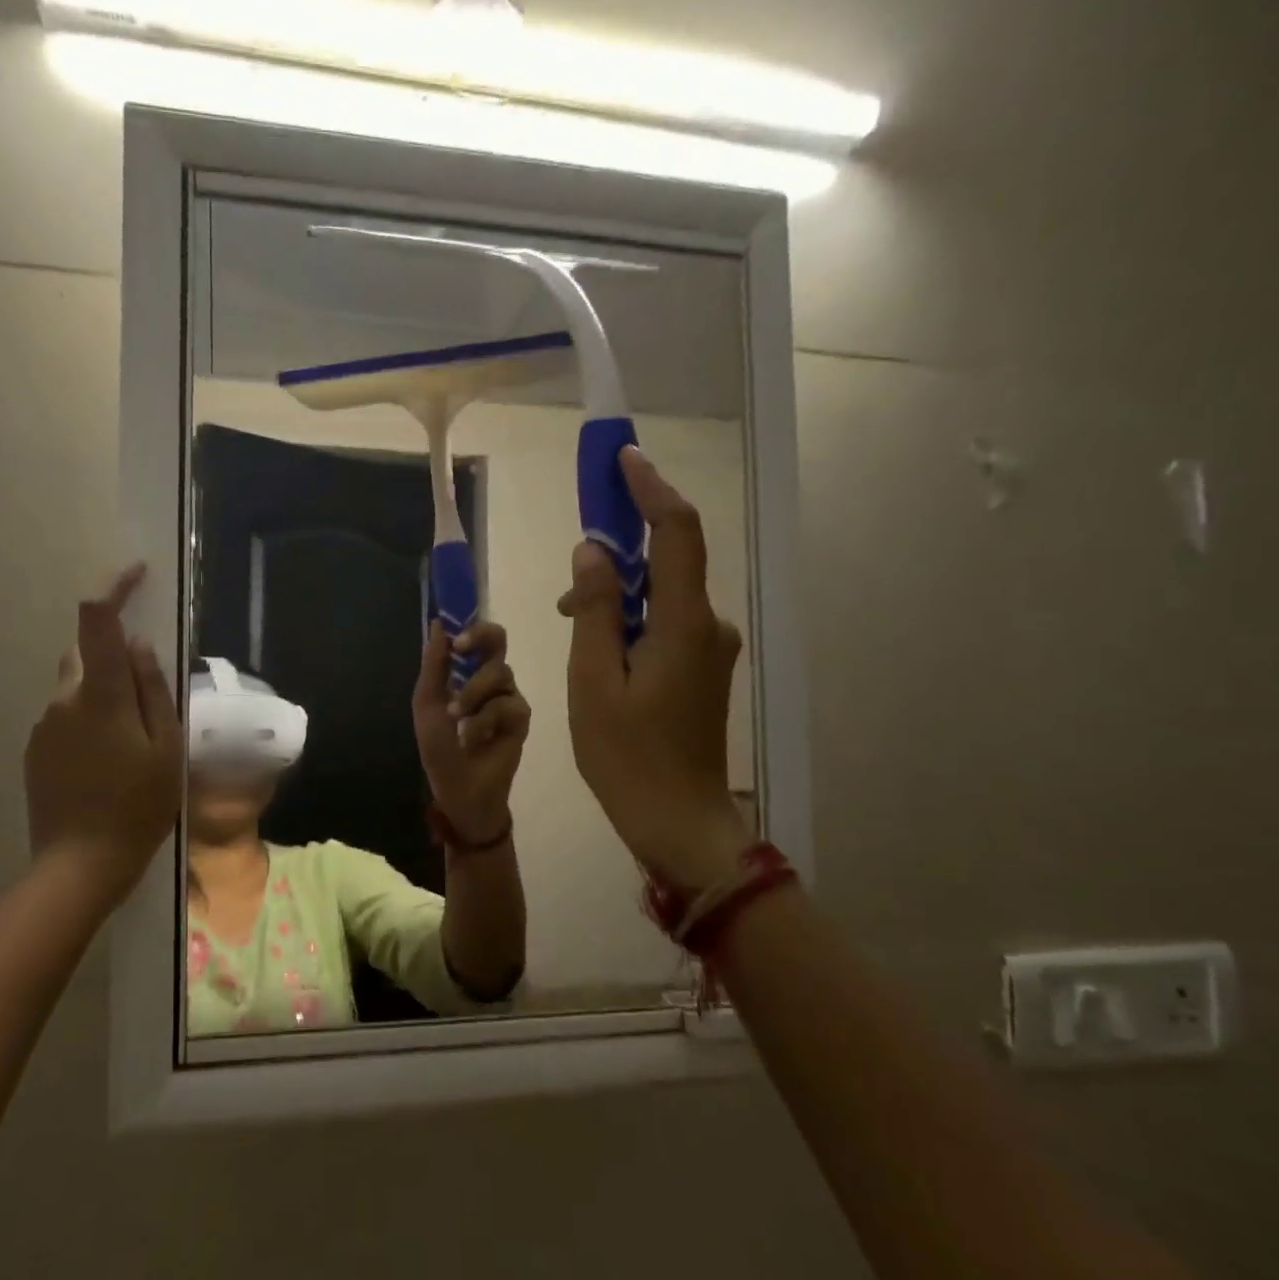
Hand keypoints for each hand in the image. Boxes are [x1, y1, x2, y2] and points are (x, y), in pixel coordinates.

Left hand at [25, 564, 182, 911]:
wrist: (80, 864)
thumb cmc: (138, 806)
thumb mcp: (165, 748)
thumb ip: (153, 690)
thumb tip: (140, 645)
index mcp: (100, 695)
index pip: (97, 621)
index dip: (114, 588)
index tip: (136, 573)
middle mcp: (63, 700)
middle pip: (87, 656)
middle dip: (117, 660)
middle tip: (150, 701)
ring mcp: (44, 726)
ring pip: (77, 690)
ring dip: (104, 697)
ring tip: (133, 744)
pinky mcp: (35, 751)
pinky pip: (66, 719)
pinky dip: (89, 723)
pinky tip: (108, 764)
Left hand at [412, 620, 530, 842]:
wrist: (458, 787)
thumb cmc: (440, 747)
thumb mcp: (428, 703)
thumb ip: (434, 665)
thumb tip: (438, 623)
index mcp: (466, 672)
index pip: (476, 637)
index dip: (468, 627)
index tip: (453, 635)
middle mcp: (490, 678)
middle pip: (499, 640)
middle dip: (480, 638)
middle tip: (461, 649)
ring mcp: (508, 696)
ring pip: (499, 672)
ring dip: (472, 693)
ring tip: (456, 717)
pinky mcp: (521, 718)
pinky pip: (507, 704)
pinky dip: (484, 720)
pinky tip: (473, 738)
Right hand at [559, 448, 751, 892]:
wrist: (677, 820)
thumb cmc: (626, 755)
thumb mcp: (594, 680)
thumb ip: (596, 610)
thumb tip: (592, 552)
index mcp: (684, 622)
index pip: (676, 532)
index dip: (650, 489)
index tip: (622, 459)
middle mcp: (708, 625)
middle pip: (671, 560)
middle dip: (623, 543)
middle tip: (574, 555)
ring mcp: (710, 648)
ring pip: (664, 595)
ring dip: (619, 590)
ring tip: (569, 614)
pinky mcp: (703, 669)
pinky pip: (666, 623)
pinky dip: (632, 618)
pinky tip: (597, 644)